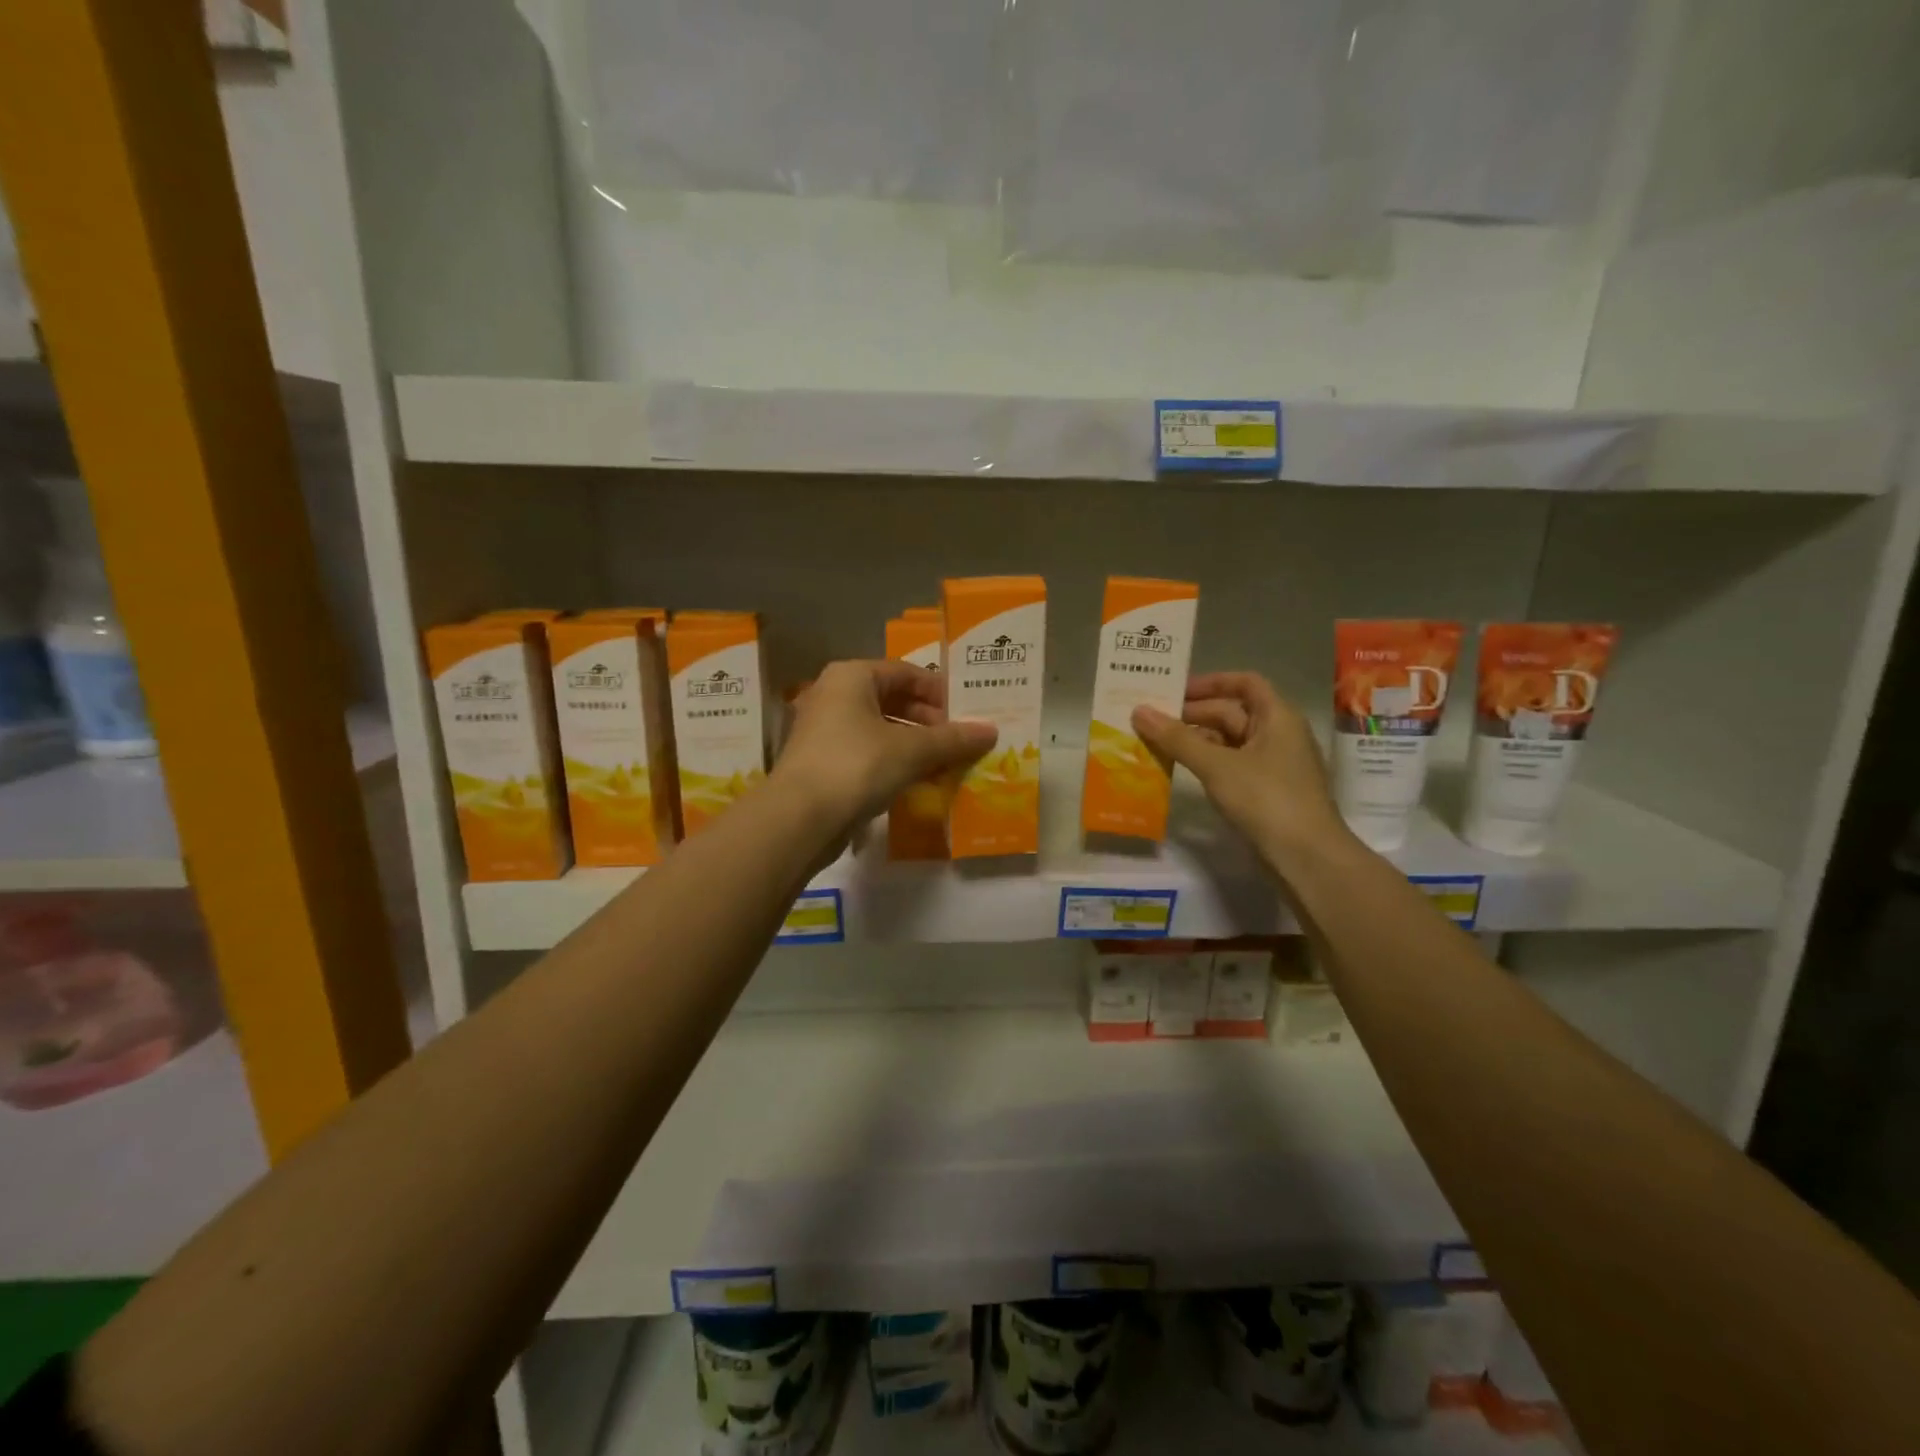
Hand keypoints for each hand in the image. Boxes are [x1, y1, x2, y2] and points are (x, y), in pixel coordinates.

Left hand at [775, 660, 996, 831]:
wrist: (799, 819)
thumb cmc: (857, 766)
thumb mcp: (912, 750)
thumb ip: (952, 739)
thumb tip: (991, 731)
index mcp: (852, 677)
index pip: (906, 673)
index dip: (940, 693)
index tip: (968, 715)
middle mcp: (834, 695)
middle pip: (893, 700)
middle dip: (929, 723)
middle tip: (960, 743)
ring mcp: (823, 731)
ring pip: (880, 730)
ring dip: (914, 746)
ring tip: (945, 765)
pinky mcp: (821, 763)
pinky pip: (867, 754)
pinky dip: (893, 764)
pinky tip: (917, 784)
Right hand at [1132, 672, 1351, 871]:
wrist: (1306, 857)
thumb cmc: (1266, 799)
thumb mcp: (1216, 765)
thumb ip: (1176, 738)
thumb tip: (1139, 711)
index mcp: (1277, 717)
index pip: (1245, 683)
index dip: (1211, 682)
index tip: (1175, 690)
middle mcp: (1279, 734)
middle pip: (1233, 712)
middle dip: (1193, 715)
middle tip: (1152, 721)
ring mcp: (1274, 765)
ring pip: (1230, 741)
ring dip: (1196, 740)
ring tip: (1157, 744)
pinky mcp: (1266, 791)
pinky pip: (1231, 765)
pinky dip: (1206, 763)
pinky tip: (1180, 770)